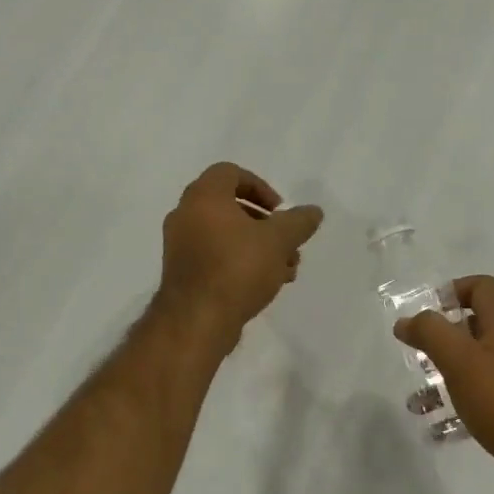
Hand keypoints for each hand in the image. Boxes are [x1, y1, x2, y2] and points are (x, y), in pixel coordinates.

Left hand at [155, 163, 322, 348]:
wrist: (196, 321)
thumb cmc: (237, 269)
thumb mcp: (278, 241)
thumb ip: (298, 222)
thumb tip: (313, 211)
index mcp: (203, 197)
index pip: (230, 173)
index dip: (260, 186)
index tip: (280, 211)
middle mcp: (185, 215)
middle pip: (231, 207)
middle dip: (266, 224)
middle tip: (288, 243)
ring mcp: (180, 246)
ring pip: (226, 236)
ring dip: (258, 247)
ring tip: (286, 270)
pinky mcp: (182, 273)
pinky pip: (215, 257)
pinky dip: (240, 262)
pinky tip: (266, 285)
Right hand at [395, 276, 493, 493]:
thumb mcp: (460, 361)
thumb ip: (431, 334)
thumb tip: (406, 321)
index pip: (481, 287)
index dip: (451, 292)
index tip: (425, 316)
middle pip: (474, 326)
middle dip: (441, 340)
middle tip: (418, 358)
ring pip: (474, 364)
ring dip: (444, 377)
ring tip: (418, 402)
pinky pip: (482, 395)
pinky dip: (459, 404)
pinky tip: (439, 429)